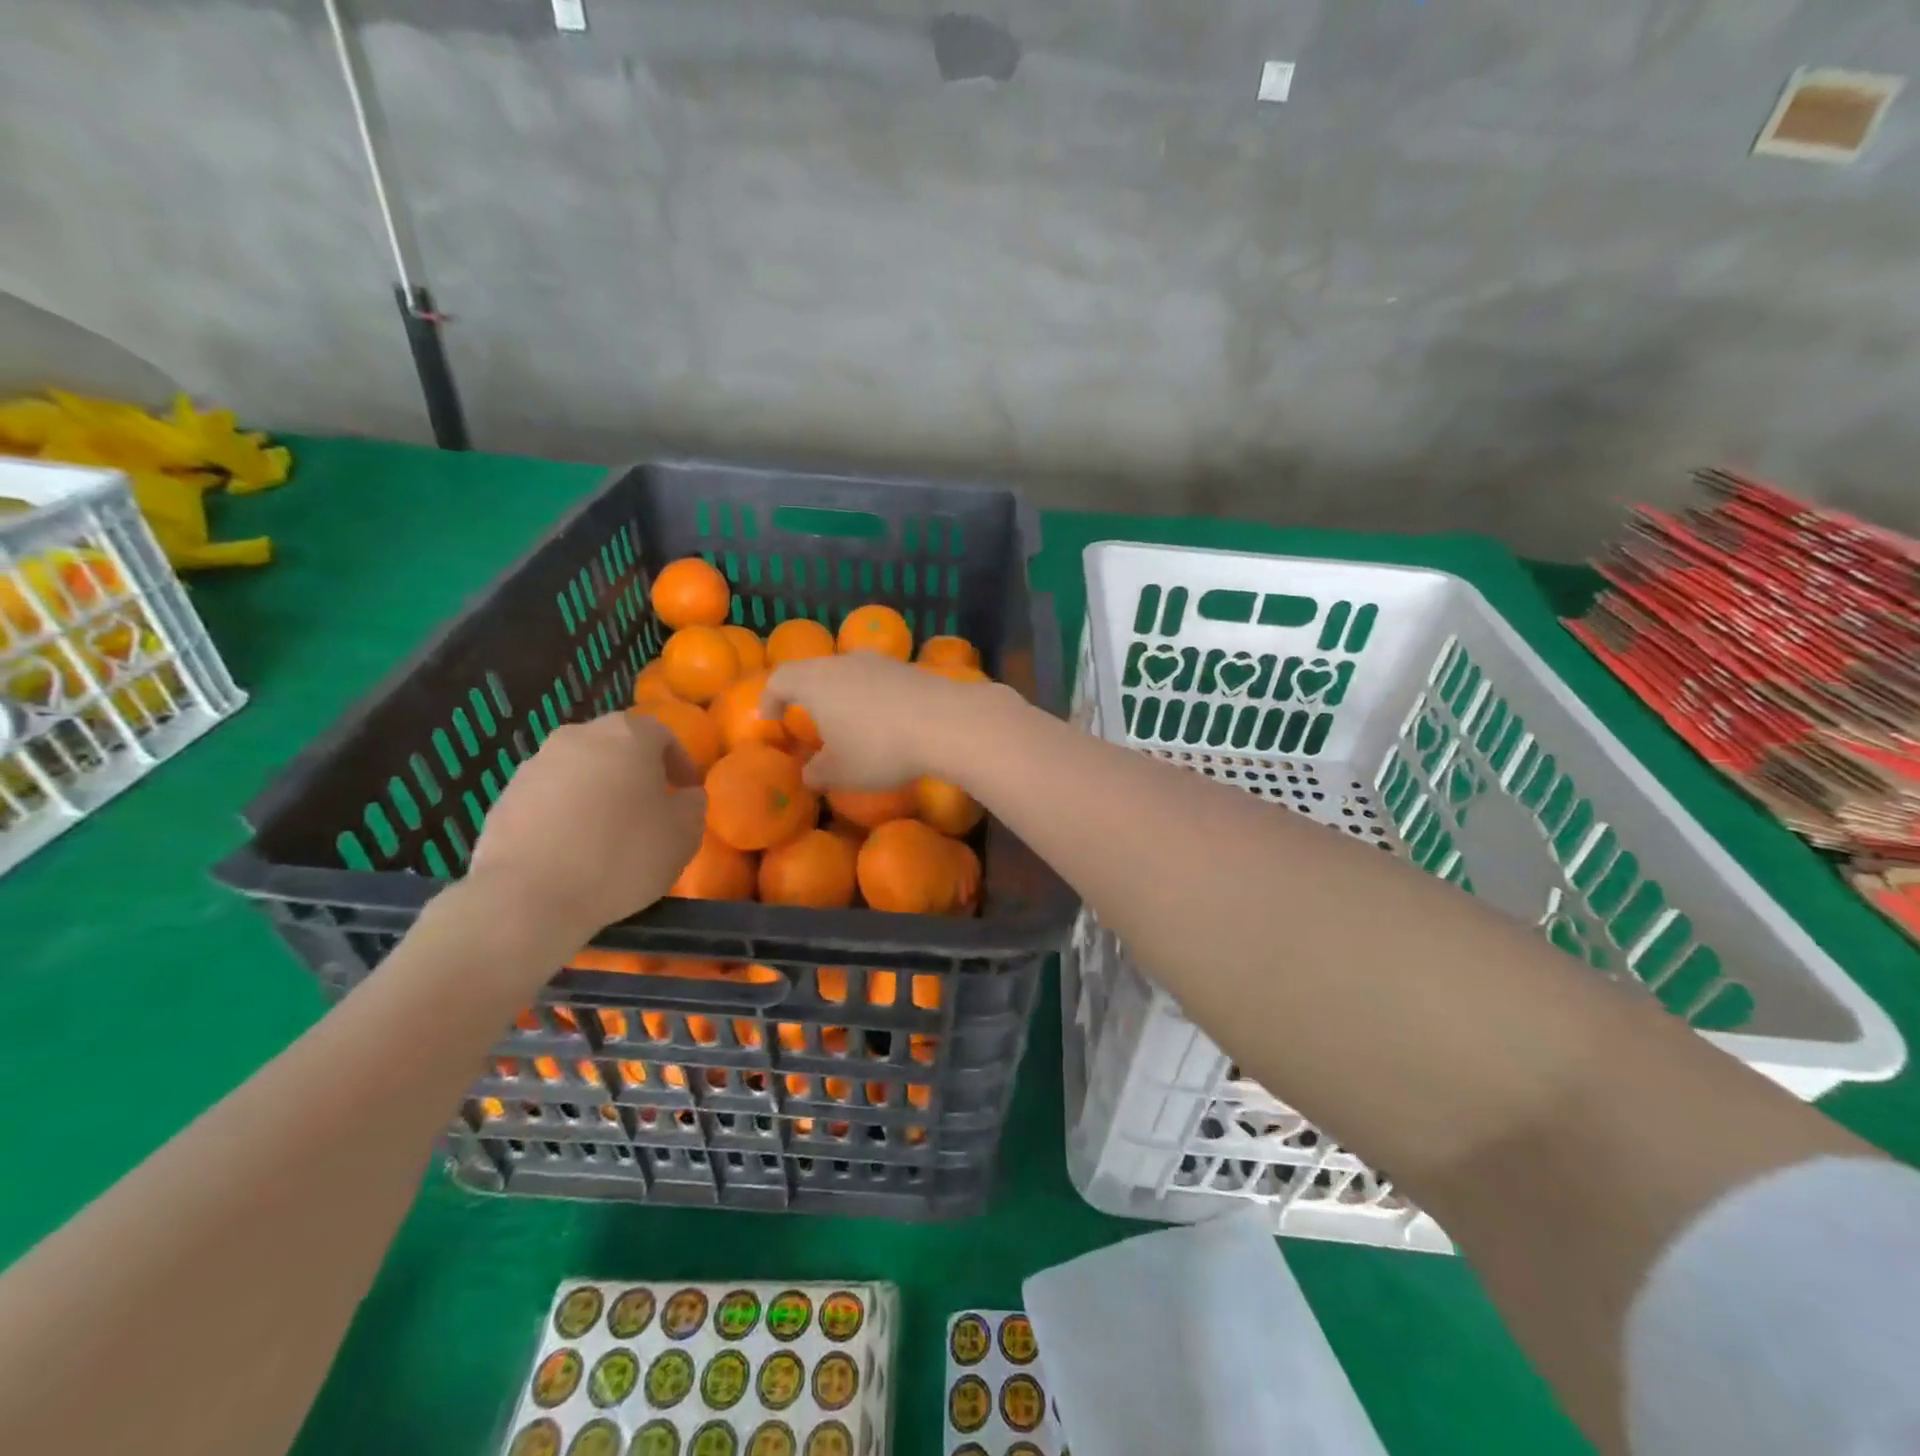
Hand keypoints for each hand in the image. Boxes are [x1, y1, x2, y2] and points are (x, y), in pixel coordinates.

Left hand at [468, 712, 705, 939]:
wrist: (528, 897)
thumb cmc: (621, 856)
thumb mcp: (684, 834)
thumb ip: (693, 805)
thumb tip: (685, 795)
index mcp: (627, 735)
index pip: (662, 734)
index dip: (679, 762)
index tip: (685, 792)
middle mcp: (579, 736)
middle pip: (617, 746)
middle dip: (636, 772)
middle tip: (649, 808)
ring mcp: (536, 765)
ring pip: (580, 770)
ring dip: (598, 791)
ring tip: (608, 832)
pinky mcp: (505, 797)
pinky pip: (549, 797)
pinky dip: (566, 813)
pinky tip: (572, 849)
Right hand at [760, 654, 1018, 788]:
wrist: (946, 722)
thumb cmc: (880, 748)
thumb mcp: (841, 773)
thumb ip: (817, 773)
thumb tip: (809, 773)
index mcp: (816, 681)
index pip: (780, 679)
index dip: (770, 698)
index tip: (771, 718)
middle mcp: (844, 662)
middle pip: (815, 671)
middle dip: (807, 695)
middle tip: (807, 719)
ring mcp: (880, 662)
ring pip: (849, 674)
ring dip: (842, 695)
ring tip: (847, 722)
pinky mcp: (909, 669)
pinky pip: (878, 681)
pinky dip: (871, 698)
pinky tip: (884, 721)